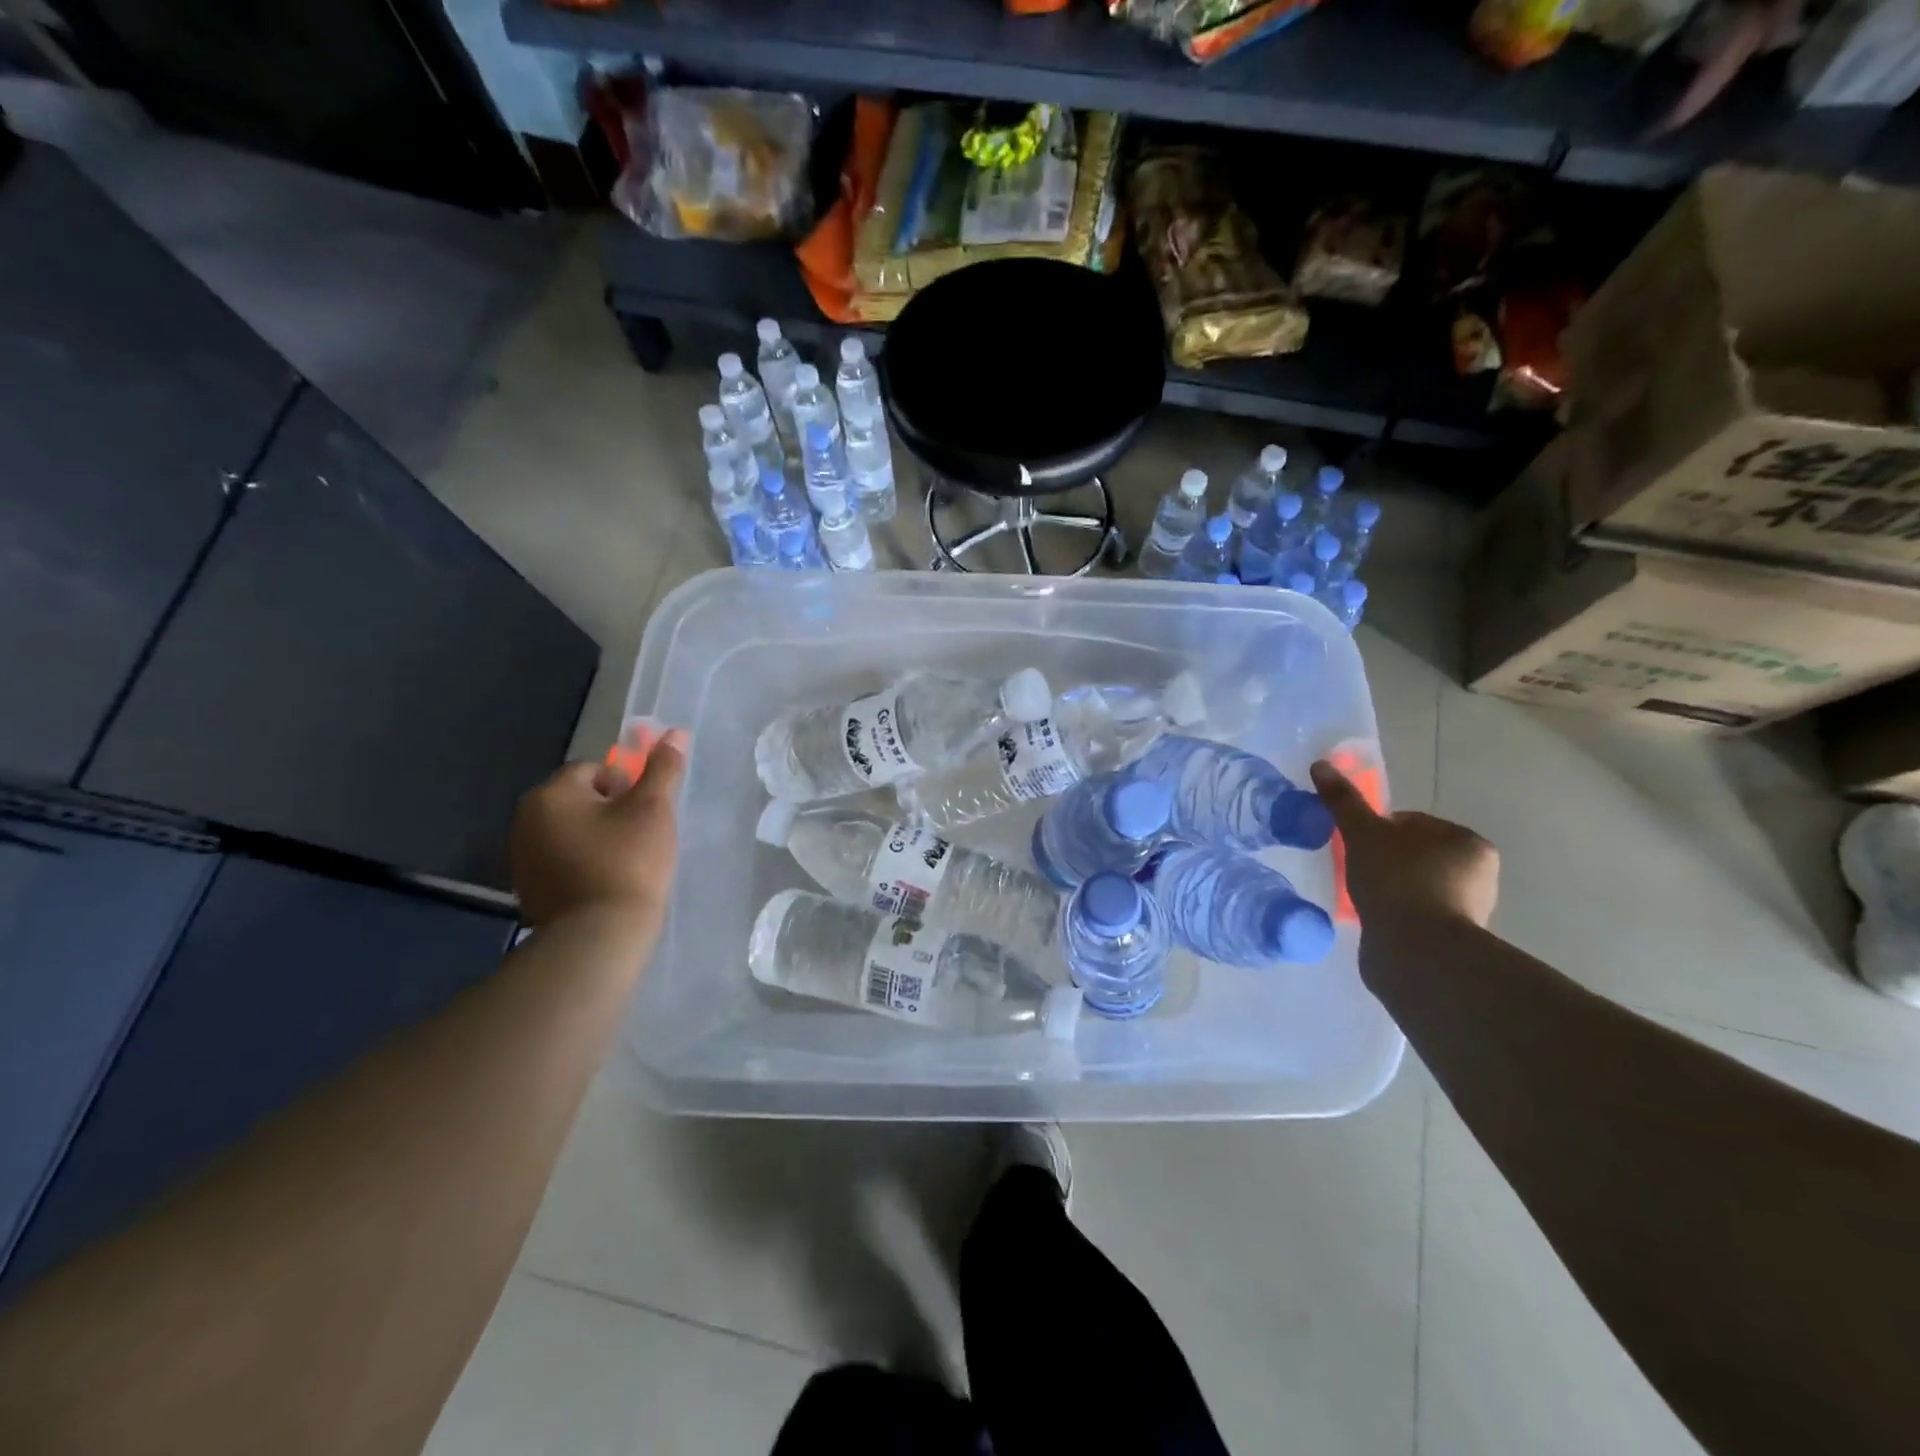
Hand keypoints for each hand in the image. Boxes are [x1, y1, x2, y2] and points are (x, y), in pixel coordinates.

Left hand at [510, 729, 688, 927]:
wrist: (599, 937)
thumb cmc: (628, 863)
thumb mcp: (654, 809)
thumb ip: (663, 769)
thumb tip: (675, 733)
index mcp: (551, 794)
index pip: (594, 770)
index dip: (626, 786)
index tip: (645, 814)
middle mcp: (526, 820)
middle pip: (580, 799)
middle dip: (611, 812)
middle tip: (641, 836)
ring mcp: (523, 858)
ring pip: (572, 831)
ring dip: (598, 838)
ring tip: (628, 862)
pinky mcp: (530, 889)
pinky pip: (563, 860)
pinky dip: (585, 864)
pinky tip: (608, 883)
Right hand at [1311, 759, 1499, 930]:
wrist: (1416, 952)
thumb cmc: (1396, 881)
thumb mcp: (1362, 833)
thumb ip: (1343, 801)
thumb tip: (1321, 764)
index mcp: (1467, 842)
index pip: (1412, 823)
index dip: (1377, 830)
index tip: (1355, 845)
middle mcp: (1478, 875)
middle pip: (1413, 854)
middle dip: (1384, 860)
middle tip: (1356, 871)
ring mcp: (1467, 910)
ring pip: (1412, 885)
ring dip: (1388, 889)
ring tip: (1363, 898)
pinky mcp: (1450, 940)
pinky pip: (1413, 915)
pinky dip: (1393, 914)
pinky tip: (1374, 919)